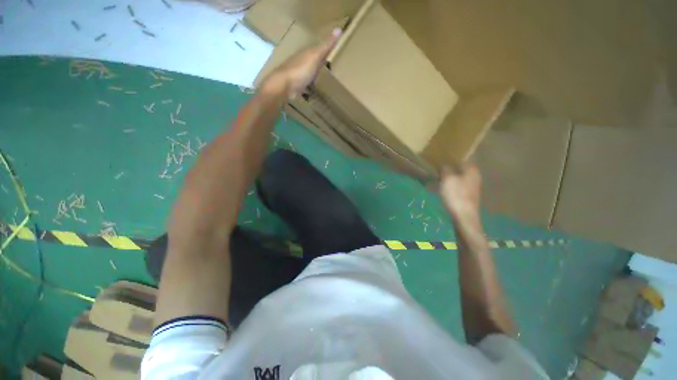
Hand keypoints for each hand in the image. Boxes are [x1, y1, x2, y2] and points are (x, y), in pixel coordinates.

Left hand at [262, 28, 341, 98]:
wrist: (284, 85)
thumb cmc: (300, 70)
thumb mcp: (315, 56)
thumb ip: (326, 46)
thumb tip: (339, 29)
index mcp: (306, 53)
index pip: (319, 50)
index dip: (327, 51)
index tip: (337, 54)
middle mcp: (302, 62)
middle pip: (314, 62)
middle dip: (321, 65)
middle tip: (333, 70)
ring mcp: (298, 75)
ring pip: (310, 74)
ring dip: (316, 77)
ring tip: (326, 82)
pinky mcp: (297, 87)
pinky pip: (307, 86)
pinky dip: (311, 88)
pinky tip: (316, 92)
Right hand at [439, 163, 481, 222]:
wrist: (464, 217)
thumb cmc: (456, 195)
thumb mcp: (448, 179)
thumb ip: (446, 169)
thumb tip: (444, 164)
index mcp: (471, 170)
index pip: (461, 159)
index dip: (451, 158)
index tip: (440, 158)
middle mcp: (474, 177)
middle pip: (458, 169)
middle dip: (447, 169)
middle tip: (435, 169)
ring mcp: (471, 187)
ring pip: (456, 178)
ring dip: (445, 178)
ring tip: (433, 179)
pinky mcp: (466, 196)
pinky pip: (455, 187)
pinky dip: (447, 187)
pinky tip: (438, 190)